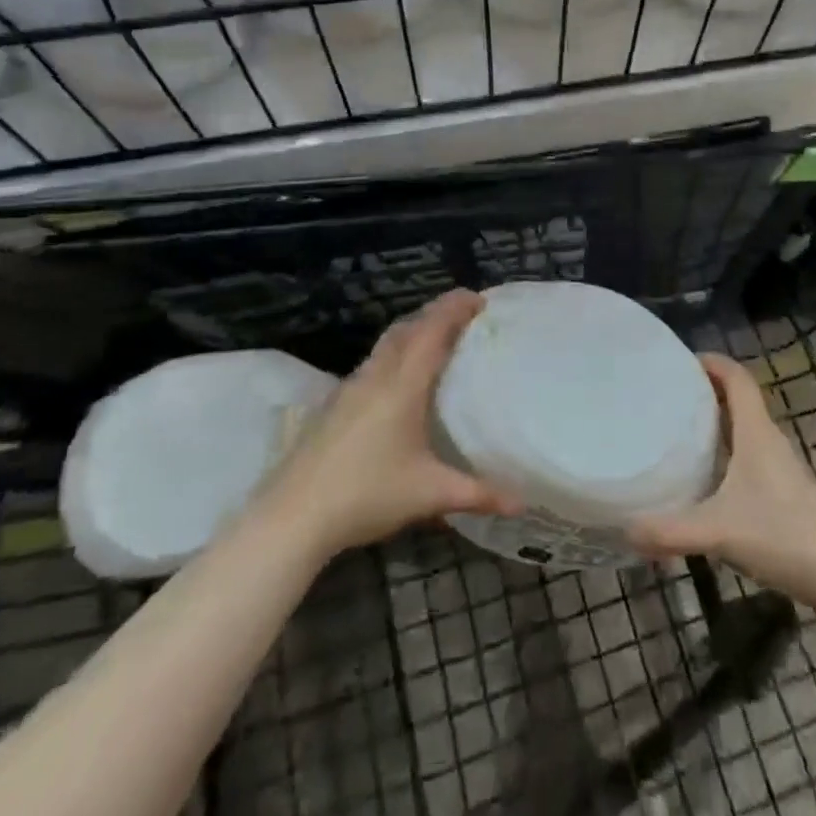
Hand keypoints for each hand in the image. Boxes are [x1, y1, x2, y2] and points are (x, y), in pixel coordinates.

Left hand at [256, 289, 522, 559]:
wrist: (293, 516)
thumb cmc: (367, 494)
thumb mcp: (430, 494)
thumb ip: (478, 494)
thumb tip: (522, 504)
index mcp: (403, 383)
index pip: (433, 328)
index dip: (456, 307)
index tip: (480, 299)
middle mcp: (376, 375)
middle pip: (408, 327)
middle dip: (436, 314)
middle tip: (465, 318)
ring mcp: (350, 387)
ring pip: (386, 344)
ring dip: (413, 333)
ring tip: (436, 345)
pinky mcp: (334, 404)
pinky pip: (373, 363)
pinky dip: (394, 356)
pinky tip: (399, 385)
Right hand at [630, 354, 815, 605]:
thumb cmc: (783, 536)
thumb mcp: (719, 532)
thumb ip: (670, 531)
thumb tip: (625, 530)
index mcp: (756, 433)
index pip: (738, 378)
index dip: (713, 362)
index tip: (681, 360)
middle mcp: (770, 442)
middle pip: (739, 401)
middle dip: (706, 392)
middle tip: (668, 396)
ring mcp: (782, 469)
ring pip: (745, 431)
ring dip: (718, 424)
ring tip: (680, 432)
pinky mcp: (786, 494)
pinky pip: (750, 458)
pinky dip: (728, 455)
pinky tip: (708, 480)